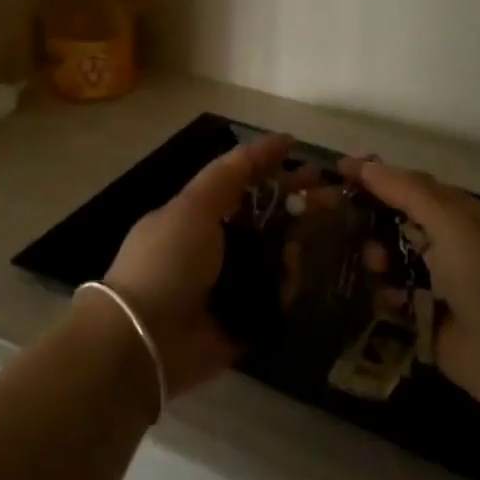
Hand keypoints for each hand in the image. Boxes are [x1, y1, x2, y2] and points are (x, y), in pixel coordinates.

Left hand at [102, 132, 294, 399]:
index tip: (307, 157)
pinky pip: (275, 298)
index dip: (272, 166)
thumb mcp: (193, 206)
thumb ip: (230, 173)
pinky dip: (286, 288)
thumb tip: (275, 141)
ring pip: (275, 257)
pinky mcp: (243, 319)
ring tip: (304, 245)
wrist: (145, 338)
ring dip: (293, 247)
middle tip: (334, 198)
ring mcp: (229, 283)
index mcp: (197, 214)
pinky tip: (293, 279)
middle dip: (296, 205)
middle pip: (265, 218)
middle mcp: (214, 245)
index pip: (242, 182)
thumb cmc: (167, 261)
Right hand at [341, 158, 479, 407]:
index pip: (412, 185)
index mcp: (462, 215)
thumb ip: (408, 191)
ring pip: (391, 257)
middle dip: (372, 219)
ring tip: (377, 266)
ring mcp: (437, 281)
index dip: (378, 176)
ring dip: (378, 257)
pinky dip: (386, 294)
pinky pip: (392, 294)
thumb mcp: (451, 223)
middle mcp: (450, 244)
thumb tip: (367, 164)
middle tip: (343, 220)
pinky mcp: (425, 315)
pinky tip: (388, 299)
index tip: (339, 170)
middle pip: (398, 220)